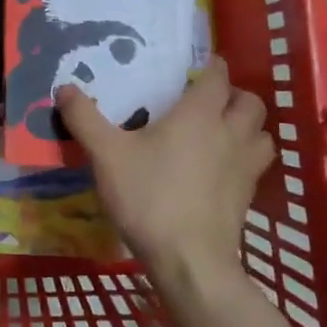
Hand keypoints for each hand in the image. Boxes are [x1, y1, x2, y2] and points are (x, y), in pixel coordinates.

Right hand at [56, 56, 273, 283]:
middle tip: (207, 101)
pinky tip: (221, 169)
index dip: (210, 66)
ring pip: (262, 133)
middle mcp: (230, 133)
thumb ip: (85, 119)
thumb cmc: (149, 198)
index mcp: (200, 115)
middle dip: (233, 95)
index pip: (218, 76)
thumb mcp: (106, 155)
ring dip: (248, 126)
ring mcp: (245, 166)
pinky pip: (257, 164)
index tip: (195, 67)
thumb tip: (64, 88)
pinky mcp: (248, 196)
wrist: (189, 260)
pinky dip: (245, 157)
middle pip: (250, 102)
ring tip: (221, 132)